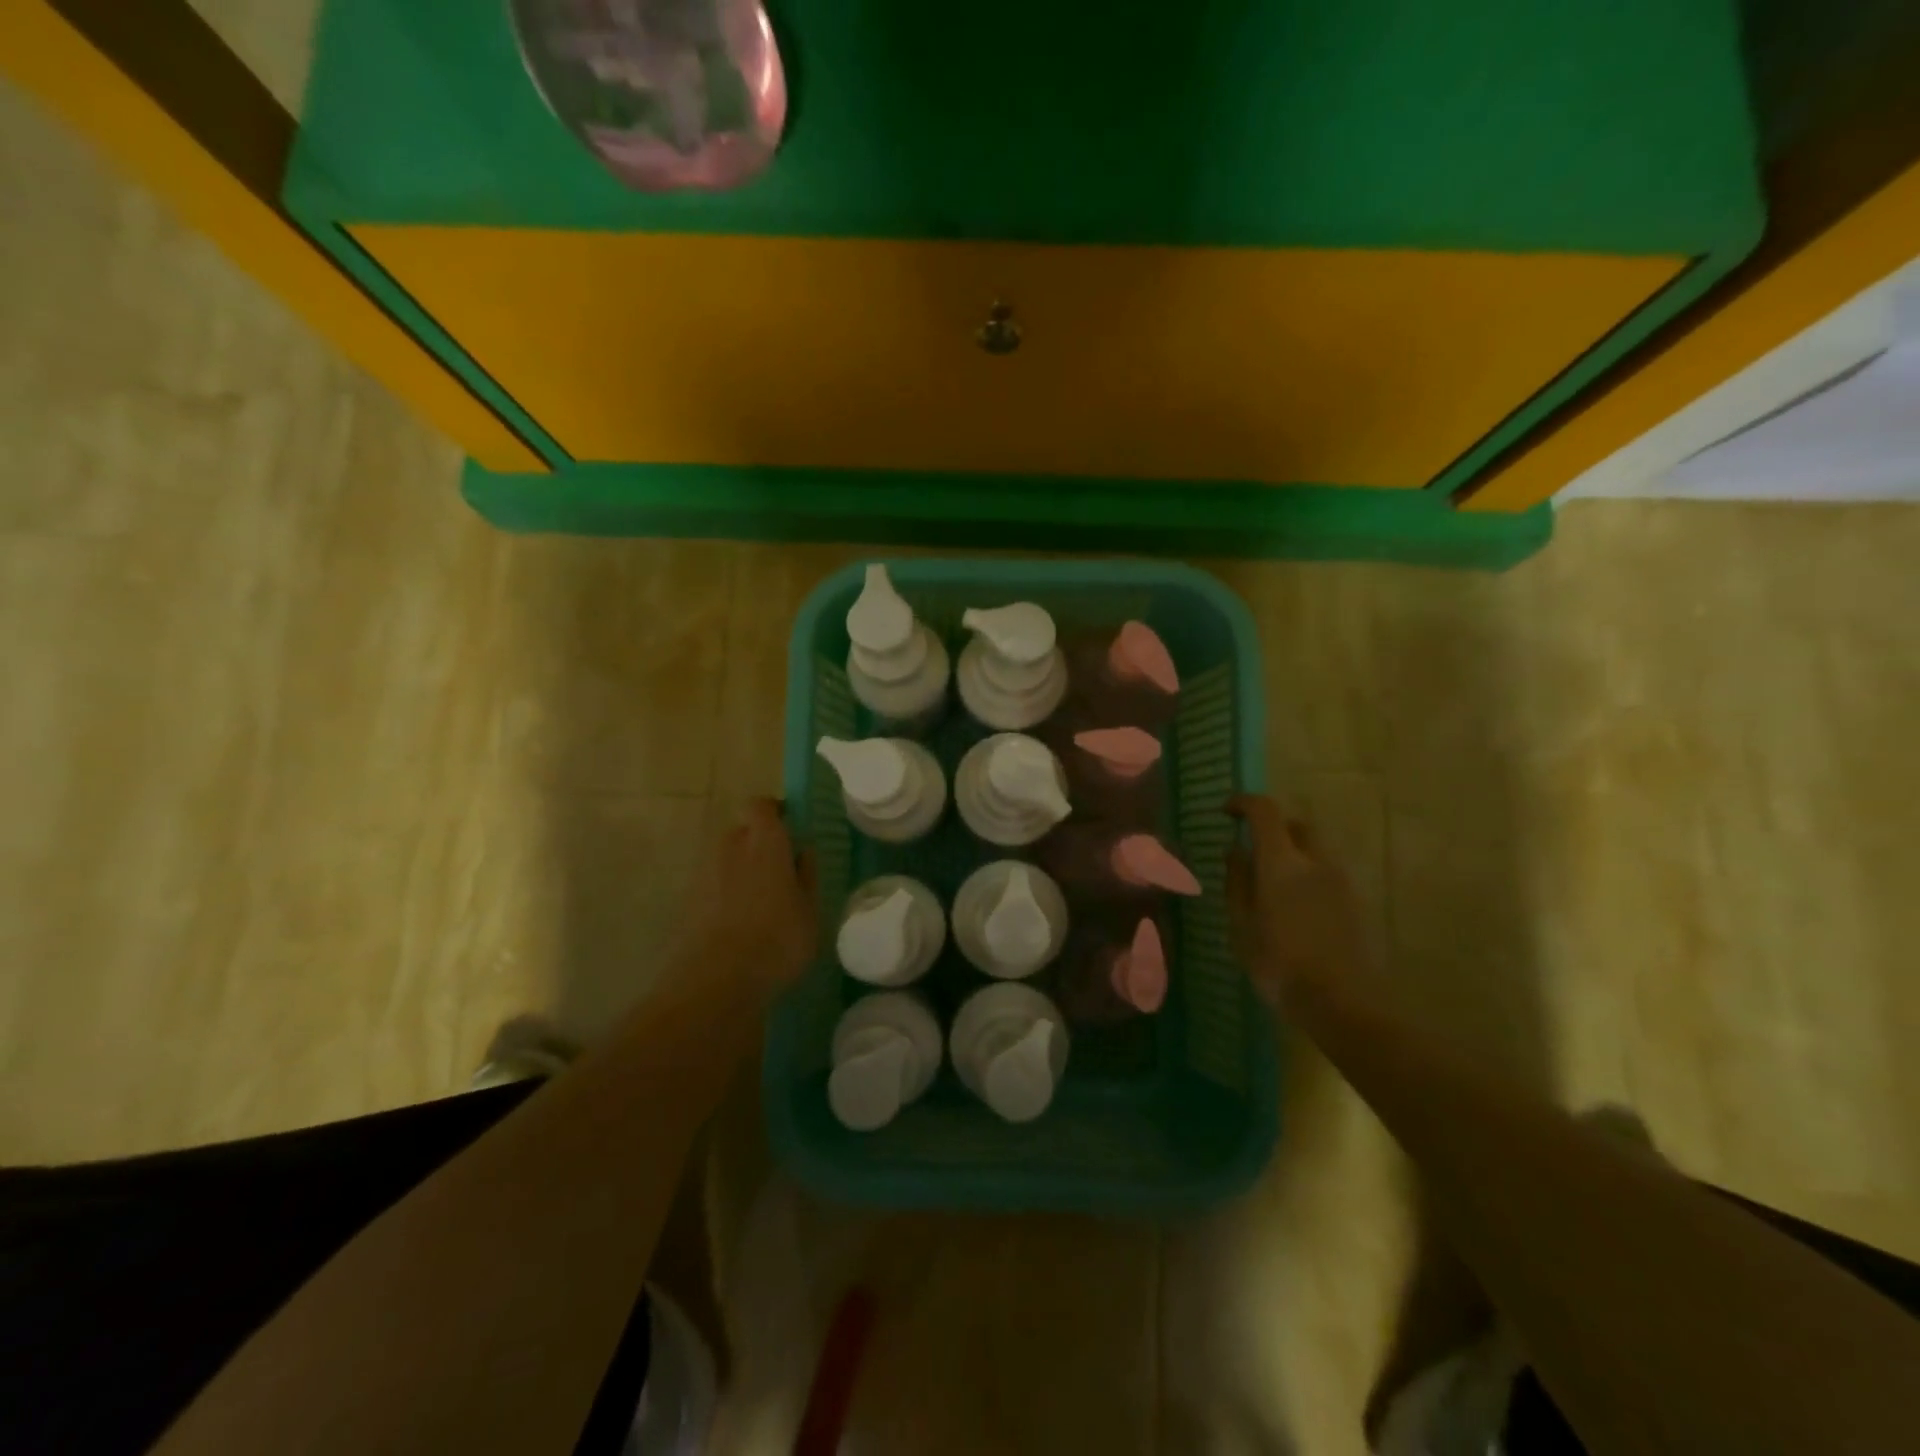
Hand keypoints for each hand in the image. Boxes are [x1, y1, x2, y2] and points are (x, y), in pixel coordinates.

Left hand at [680, 798, 818, 998]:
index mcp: (764, 841)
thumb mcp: (810, 909)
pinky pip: (714, 884)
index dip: (775, 812)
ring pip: (727, 859)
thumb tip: (803, 852)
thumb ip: (807, 875)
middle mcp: (730, 846)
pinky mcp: (688, 900)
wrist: (715, 981)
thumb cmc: (777, 939)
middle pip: (743, 832)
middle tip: (781, 871)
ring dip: (743, 870)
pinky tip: (742, 922)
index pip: (761, 805)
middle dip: (760, 844)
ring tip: (762, 902)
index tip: (791, 829)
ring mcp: (704, 872)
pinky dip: (726, 893)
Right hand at [1226, 795, 1371, 1007]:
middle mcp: (1316, 861)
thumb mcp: (1242, 926)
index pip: (1265, 811)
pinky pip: (1327, 872)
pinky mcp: (1356, 902)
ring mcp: (1341, 881)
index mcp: (1282, 862)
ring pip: (1315, 849)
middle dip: (1273, 827)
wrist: (1344, 1004)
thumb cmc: (1280, 964)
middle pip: (1296, 825)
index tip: (1226, 812)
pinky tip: (1295, 907)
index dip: (1244, 803)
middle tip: (1253, 849)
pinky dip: (1309, 874)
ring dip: (1293, 852)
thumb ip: (1237, 882)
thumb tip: (1235, 851)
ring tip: (1273, 882)